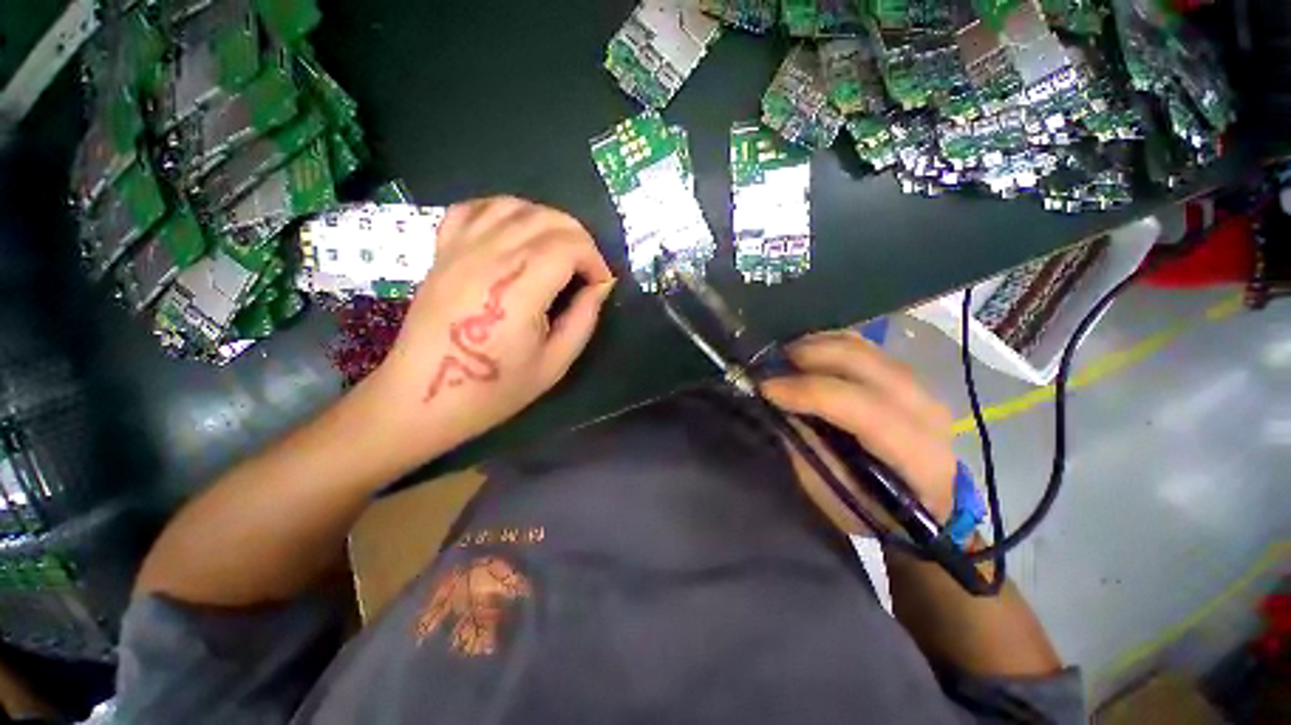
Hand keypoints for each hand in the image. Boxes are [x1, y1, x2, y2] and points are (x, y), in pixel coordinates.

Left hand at [367, 197, 614, 457]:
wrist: (424, 397)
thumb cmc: (494, 389)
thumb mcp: (555, 363)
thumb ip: (583, 319)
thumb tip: (600, 286)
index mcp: (519, 288)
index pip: (569, 245)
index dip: (595, 260)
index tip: (601, 284)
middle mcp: (489, 257)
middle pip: (546, 219)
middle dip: (580, 238)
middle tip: (587, 269)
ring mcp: (460, 249)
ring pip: (514, 206)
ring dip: (547, 221)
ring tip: (558, 250)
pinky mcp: (442, 251)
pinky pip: (474, 209)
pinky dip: (504, 211)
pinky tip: (516, 232)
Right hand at [760, 331, 955, 529]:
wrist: (928, 505)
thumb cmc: (875, 510)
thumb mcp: (832, 492)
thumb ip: (807, 446)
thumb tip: (778, 406)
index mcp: (915, 453)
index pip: (859, 406)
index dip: (807, 391)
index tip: (765, 388)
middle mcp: (924, 410)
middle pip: (863, 362)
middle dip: (809, 355)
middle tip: (770, 364)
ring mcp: (920, 387)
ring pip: (862, 347)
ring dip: (816, 345)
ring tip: (784, 358)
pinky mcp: (906, 377)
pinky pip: (863, 347)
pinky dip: (829, 345)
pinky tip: (807, 355)